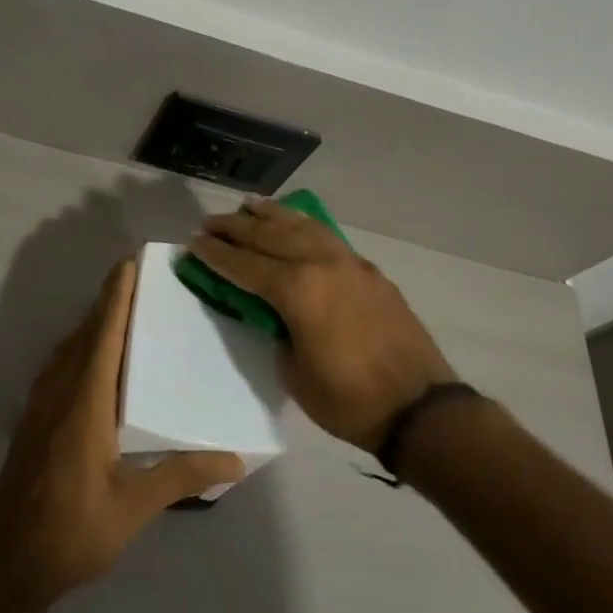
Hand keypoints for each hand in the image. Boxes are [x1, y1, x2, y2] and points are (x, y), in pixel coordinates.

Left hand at [0, 260, 245, 604]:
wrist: (8, 564)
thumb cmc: (72, 534)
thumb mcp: (132, 508)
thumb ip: (180, 476)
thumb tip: (234, 459)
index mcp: (84, 405)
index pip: (103, 338)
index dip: (115, 299)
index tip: (128, 264)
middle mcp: (58, 394)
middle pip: (84, 335)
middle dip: (107, 301)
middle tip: (137, 277)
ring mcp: (40, 406)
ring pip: (68, 349)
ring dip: (91, 322)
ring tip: (120, 309)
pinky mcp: (33, 420)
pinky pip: (59, 366)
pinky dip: (79, 346)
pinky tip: (93, 359)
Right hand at [190, 201, 457, 450]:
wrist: (419, 408)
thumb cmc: (348, 400)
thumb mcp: (293, 372)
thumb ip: (277, 332)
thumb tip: (274, 313)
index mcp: (297, 289)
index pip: (245, 264)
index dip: (216, 254)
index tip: (193, 241)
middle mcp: (321, 263)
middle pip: (270, 236)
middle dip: (236, 227)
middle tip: (210, 222)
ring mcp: (349, 263)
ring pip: (302, 226)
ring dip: (272, 215)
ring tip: (249, 205)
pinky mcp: (369, 271)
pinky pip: (327, 237)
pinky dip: (304, 225)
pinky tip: (296, 224)